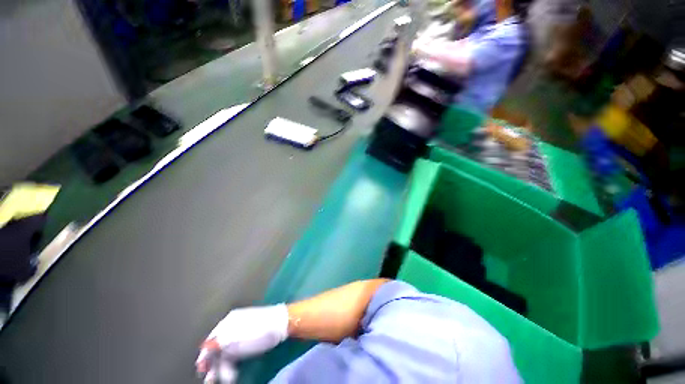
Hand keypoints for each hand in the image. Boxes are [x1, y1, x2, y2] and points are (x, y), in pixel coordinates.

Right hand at [196, 304, 289, 378]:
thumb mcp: (236, 338)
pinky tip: (232, 372)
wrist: (281, 324)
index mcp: (229, 322)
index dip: (205, 356)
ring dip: (222, 367)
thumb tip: (204, 347)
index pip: (211, 340)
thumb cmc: (258, 331)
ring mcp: (242, 331)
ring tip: (224, 379)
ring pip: (227, 351)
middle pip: (218, 347)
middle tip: (210, 380)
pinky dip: (232, 363)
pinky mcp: (250, 338)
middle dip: (213, 365)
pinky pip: (236, 351)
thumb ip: (219, 343)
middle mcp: (233, 325)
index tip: (201, 370)